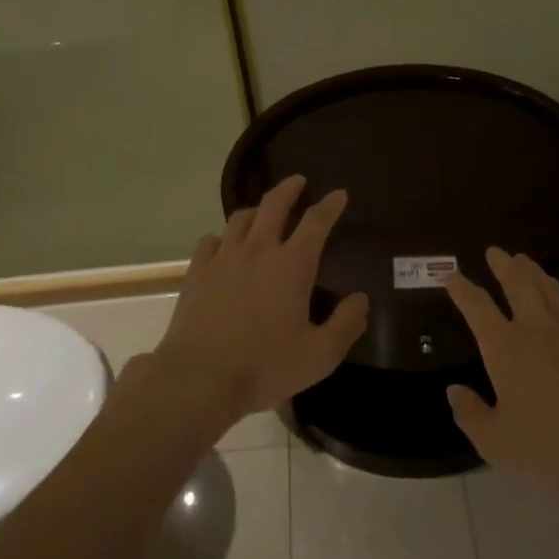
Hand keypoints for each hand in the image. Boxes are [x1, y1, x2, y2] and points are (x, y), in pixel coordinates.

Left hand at [152, 175, 368, 429]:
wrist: (198, 378)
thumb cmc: (264, 366)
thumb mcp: (319, 355)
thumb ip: (346, 324)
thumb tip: (361, 299)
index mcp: (292, 265)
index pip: (316, 222)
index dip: (330, 205)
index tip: (339, 194)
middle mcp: (258, 251)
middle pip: (274, 204)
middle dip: (289, 188)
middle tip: (298, 180)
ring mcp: (224, 258)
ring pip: (241, 218)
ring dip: (256, 210)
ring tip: (262, 213)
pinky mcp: (197, 272)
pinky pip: (210, 241)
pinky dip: (222, 238)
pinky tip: (224, 246)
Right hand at [446, 248, 558, 535]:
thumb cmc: (552, 448)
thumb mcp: (498, 443)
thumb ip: (471, 414)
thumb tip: (454, 390)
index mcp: (504, 346)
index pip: (476, 306)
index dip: (461, 288)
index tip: (451, 275)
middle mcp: (535, 326)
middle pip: (516, 282)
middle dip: (502, 264)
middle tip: (493, 251)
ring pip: (546, 286)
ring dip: (531, 270)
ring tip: (522, 260)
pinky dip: (557, 289)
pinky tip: (556, 291)